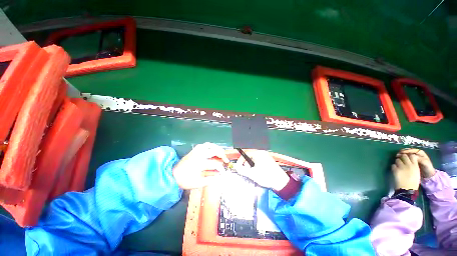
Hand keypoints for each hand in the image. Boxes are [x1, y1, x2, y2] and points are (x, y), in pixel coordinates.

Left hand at [173, 142, 228, 188]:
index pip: (215, 164)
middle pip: (214, 151)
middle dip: (222, 155)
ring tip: (220, 153)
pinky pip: (204, 144)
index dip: (221, 169)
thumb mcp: (198, 183)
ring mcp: (197, 151)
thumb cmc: (185, 180)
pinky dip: (210, 146)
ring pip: (210, 145)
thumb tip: (220, 178)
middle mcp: (200, 155)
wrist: (173, 175)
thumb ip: (210, 180)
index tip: (224, 173)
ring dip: (217, 148)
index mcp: (200, 164)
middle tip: (225, 160)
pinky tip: (212, 150)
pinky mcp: (194, 150)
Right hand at [234, 150, 289, 190]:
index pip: (246, 154)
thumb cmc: (266, 177)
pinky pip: (258, 161)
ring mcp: (266, 156)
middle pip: (249, 157)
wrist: (281, 182)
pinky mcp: (268, 160)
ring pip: (254, 160)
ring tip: (253, 174)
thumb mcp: (252, 174)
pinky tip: (258, 173)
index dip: (240, 160)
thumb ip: (242, 170)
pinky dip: (256, 166)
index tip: (238, 167)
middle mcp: (262, 153)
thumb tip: (235, 166)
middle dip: (246, 165)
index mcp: (258, 154)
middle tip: (247, 172)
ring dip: (251, 166)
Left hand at [392, 153, 419, 189]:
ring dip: (397, 162)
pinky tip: (395, 170)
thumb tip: (409, 162)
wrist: (407, 189)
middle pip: (404, 156)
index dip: (409, 156)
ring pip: (397, 160)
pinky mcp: (395, 169)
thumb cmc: (413, 182)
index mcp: (415, 166)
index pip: (412, 156)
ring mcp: (401, 167)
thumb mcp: (416, 172)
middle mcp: (408, 165)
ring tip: (398, 166)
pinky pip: (393, 165)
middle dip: (402, 157)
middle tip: (401, 161)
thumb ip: (413, 166)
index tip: (407, 158)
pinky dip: (393, 167)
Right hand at [397, 148, 434, 178]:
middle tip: (398, 153)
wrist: (428, 174)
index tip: (401, 152)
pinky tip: (399, 158)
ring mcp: (414, 157)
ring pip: (407, 154)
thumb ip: (419, 158)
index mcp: (420, 153)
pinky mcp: (411, 161)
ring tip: (397, 156)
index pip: (412, 150)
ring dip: (402, 154)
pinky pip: (406, 157)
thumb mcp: (424, 163)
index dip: (407, 151)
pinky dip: (402, 157)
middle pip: (408, 151)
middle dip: (403, 152)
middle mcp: (416, 153)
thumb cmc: (427, 168)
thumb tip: (411, 156)